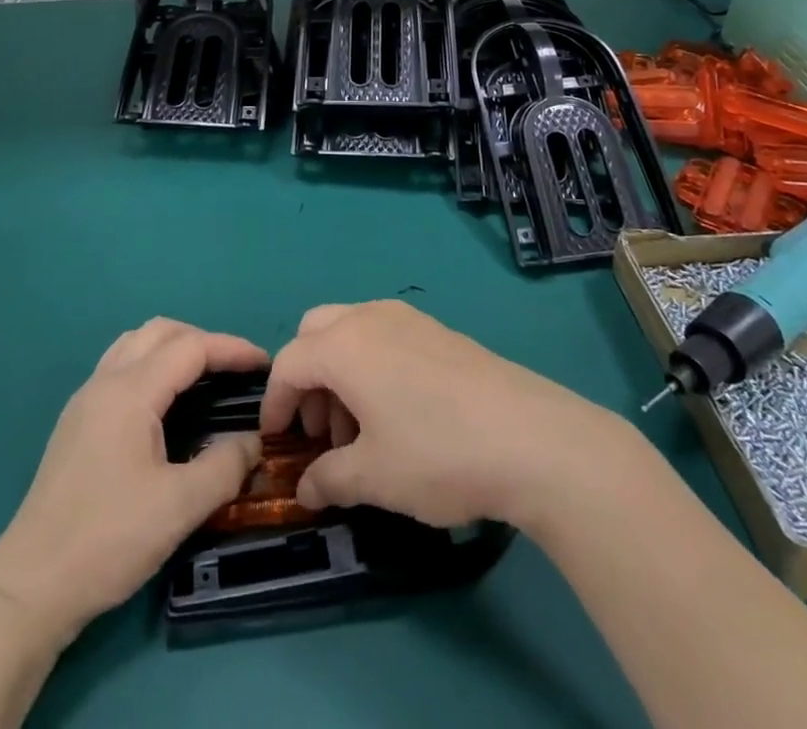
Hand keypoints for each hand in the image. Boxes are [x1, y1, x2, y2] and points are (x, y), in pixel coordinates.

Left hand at [0, 318, 266, 645]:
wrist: (30, 586)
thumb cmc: (107, 539)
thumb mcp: (178, 507)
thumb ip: (224, 467)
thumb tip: (254, 442)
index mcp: (131, 391)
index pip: (190, 348)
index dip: (232, 349)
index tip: (265, 364)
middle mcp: (105, 381)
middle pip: (160, 332)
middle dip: (203, 341)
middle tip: (235, 370)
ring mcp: (85, 400)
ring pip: (135, 344)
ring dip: (173, 348)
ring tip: (204, 378)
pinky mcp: (76, 422)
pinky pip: (120, 367)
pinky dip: (151, 365)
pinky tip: (164, 404)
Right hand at [260, 300, 626, 530]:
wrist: (531, 438)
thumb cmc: (437, 454)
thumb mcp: (374, 477)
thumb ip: (329, 479)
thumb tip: (306, 488)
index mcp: (344, 345)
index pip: (289, 363)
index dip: (275, 402)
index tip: (277, 440)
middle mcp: (369, 318)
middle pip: (316, 332)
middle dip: (307, 378)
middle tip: (321, 430)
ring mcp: (408, 319)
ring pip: (351, 331)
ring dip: (340, 373)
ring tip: (361, 431)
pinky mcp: (439, 331)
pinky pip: (385, 336)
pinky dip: (372, 365)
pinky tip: (398, 414)